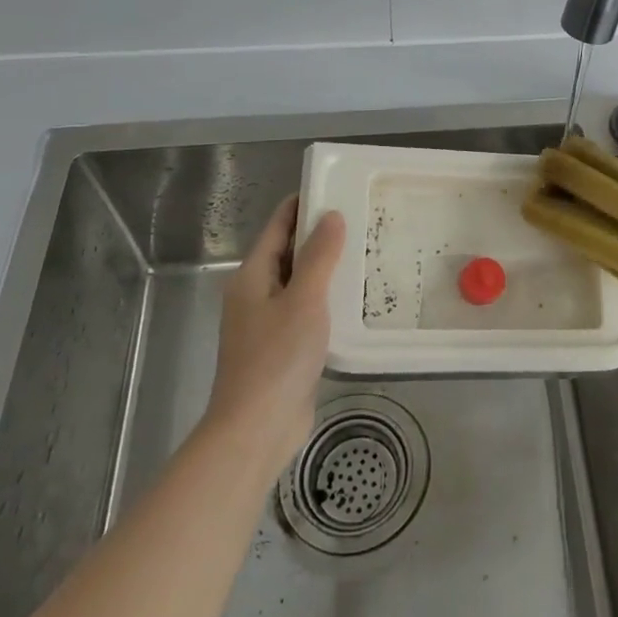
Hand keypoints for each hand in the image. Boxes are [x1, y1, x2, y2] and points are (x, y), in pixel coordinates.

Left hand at [201, 195, 345, 484]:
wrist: (256, 429)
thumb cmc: (277, 357)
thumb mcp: (304, 299)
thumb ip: (319, 255)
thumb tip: (331, 215)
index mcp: (252, 276)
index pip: (277, 226)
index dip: (303, 204)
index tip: (336, 187)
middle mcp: (256, 294)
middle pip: (287, 252)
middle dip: (320, 234)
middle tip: (362, 218)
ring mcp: (267, 322)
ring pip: (299, 282)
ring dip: (326, 268)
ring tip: (365, 252)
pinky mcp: (282, 347)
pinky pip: (306, 309)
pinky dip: (327, 298)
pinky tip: (355, 299)